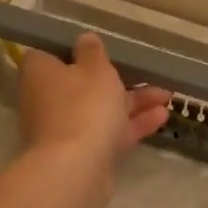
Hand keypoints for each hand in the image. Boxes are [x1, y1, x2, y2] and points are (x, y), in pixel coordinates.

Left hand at [17, 33, 170, 181]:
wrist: (77, 168)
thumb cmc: (84, 105)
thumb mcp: (95, 68)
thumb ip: (93, 52)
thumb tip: (85, 39)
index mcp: (40, 73)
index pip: (50, 55)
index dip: (74, 51)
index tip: (98, 50)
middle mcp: (47, 100)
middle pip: (81, 84)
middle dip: (117, 80)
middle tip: (145, 74)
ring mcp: (64, 129)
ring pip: (100, 109)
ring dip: (133, 102)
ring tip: (166, 96)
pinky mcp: (82, 153)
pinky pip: (109, 132)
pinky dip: (132, 124)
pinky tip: (162, 117)